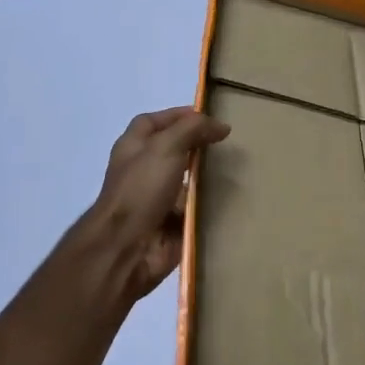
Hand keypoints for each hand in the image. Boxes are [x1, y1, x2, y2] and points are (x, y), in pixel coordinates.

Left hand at [89, 105, 229, 298]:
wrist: (126, 248)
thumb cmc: (141, 189)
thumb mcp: (166, 146)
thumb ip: (194, 129)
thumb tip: (221, 126)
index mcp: (134, 147)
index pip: (155, 121)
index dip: (178, 115)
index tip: (210, 116)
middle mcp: (144, 169)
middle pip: (173, 149)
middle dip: (198, 145)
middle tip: (228, 143)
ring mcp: (157, 198)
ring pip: (187, 180)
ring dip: (207, 176)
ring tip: (238, 168)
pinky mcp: (171, 223)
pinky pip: (194, 208)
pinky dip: (209, 204)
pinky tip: (232, 197)